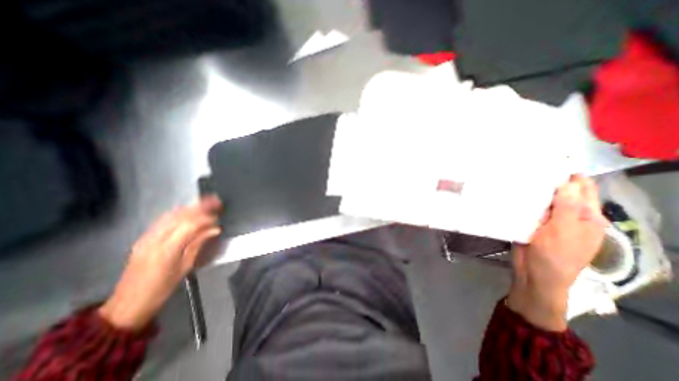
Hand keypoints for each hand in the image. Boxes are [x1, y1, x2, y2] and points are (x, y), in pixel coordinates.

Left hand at [98, 196, 222, 330]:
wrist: (128, 303)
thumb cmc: (162, 288)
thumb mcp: (185, 267)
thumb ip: (199, 245)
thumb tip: (215, 229)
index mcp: (167, 249)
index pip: (190, 225)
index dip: (206, 218)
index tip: (219, 216)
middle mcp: (155, 239)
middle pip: (180, 216)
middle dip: (199, 207)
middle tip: (216, 201)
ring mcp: (146, 237)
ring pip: (171, 215)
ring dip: (190, 207)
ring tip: (205, 202)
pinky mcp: (143, 238)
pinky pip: (164, 219)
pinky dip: (179, 212)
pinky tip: (188, 210)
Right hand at [507, 174, 606, 330]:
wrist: (534, 275)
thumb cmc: (555, 256)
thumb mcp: (564, 231)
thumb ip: (567, 207)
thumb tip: (567, 181)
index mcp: (587, 216)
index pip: (582, 188)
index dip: (569, 175)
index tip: (548, 162)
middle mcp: (568, 215)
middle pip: (559, 192)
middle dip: (546, 181)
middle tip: (526, 166)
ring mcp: (548, 220)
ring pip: (540, 199)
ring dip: (531, 191)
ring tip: (514, 176)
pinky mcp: (530, 223)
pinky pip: (527, 208)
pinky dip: (521, 201)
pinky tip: (509, 193)